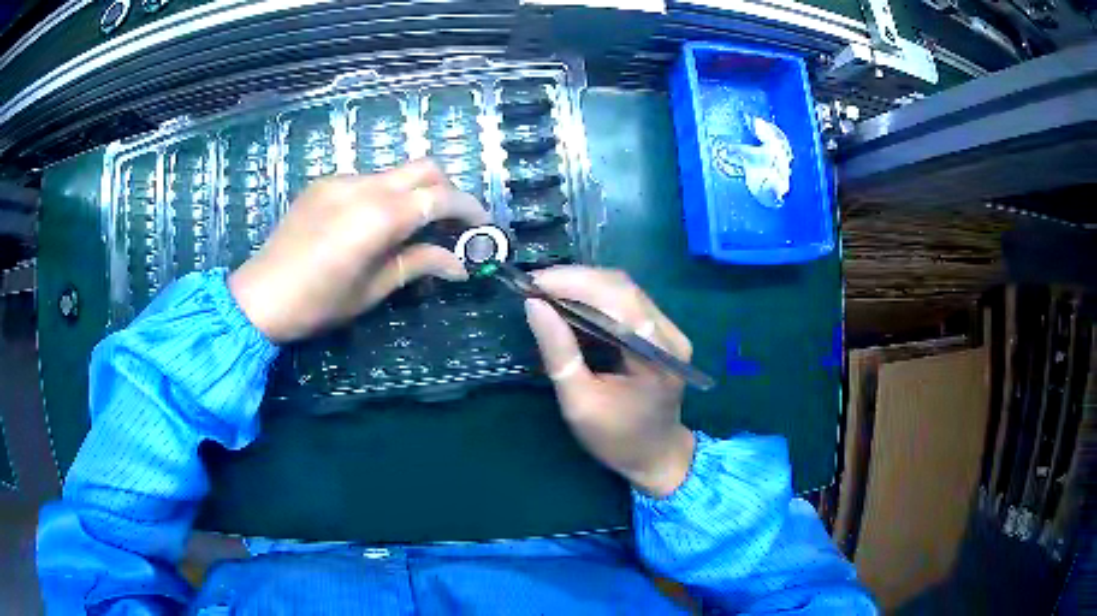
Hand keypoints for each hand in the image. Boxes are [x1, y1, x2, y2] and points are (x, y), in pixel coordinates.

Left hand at [229, 159, 488, 341]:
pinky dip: (383, 195)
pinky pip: (366, 180)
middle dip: (447, 190)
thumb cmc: (319, 303)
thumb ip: (419, 264)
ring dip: (413, 193)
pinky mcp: (324, 183)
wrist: (260, 296)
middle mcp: (364, 186)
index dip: (469, 209)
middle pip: (424, 167)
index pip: (441, 197)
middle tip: (450, 223)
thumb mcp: (374, 289)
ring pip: (395, 172)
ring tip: (409, 228)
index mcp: (379, 216)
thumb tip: (460, 265)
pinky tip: (370, 224)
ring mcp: (341, 180)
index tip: (483, 226)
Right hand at [524, 267, 695, 497]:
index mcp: (655, 355)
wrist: (656, 456)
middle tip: (535, 286)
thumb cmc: (616, 439)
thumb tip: (534, 306)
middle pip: (623, 288)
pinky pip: (629, 303)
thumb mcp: (579, 402)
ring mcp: (671, 331)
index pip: (617, 299)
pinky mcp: (664, 333)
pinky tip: (572, 303)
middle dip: (576, 280)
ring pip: (626, 290)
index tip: (533, 283)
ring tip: (547, 291)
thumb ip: (559, 352)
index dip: (574, 283)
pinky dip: (597, 298)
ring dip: (585, 285)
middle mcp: (670, 335)